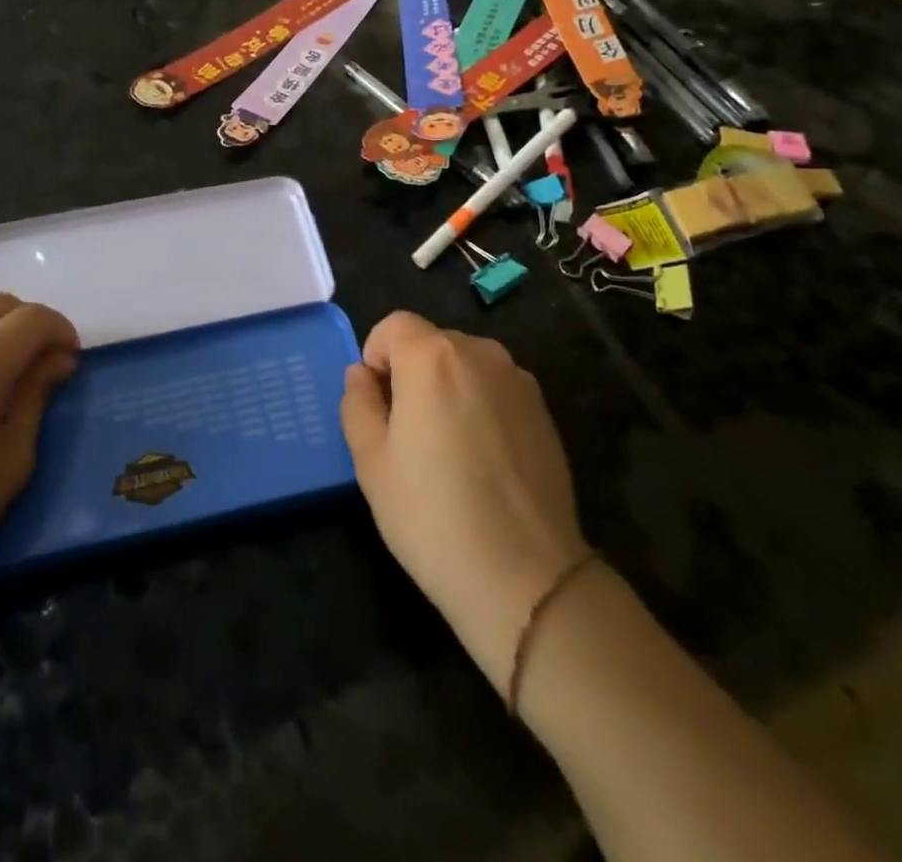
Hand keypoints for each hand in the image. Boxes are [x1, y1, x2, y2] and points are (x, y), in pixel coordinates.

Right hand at [340, 311, 589, 692]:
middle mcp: (479, 353)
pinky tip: (483, 462)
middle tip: (406, 434)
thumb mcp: (371, 461)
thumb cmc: (432, 515)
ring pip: (465, 366)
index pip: (393, 325)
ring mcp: (518, 380)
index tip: (378, 405)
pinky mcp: (544, 411)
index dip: (376, 356)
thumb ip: (358, 403)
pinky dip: (480, 406)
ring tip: (447, 450)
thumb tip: (362, 375)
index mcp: (432, 356)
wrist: (525, 576)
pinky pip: (496, 390)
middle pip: (431, 342)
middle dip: (411, 373)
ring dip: (447, 388)